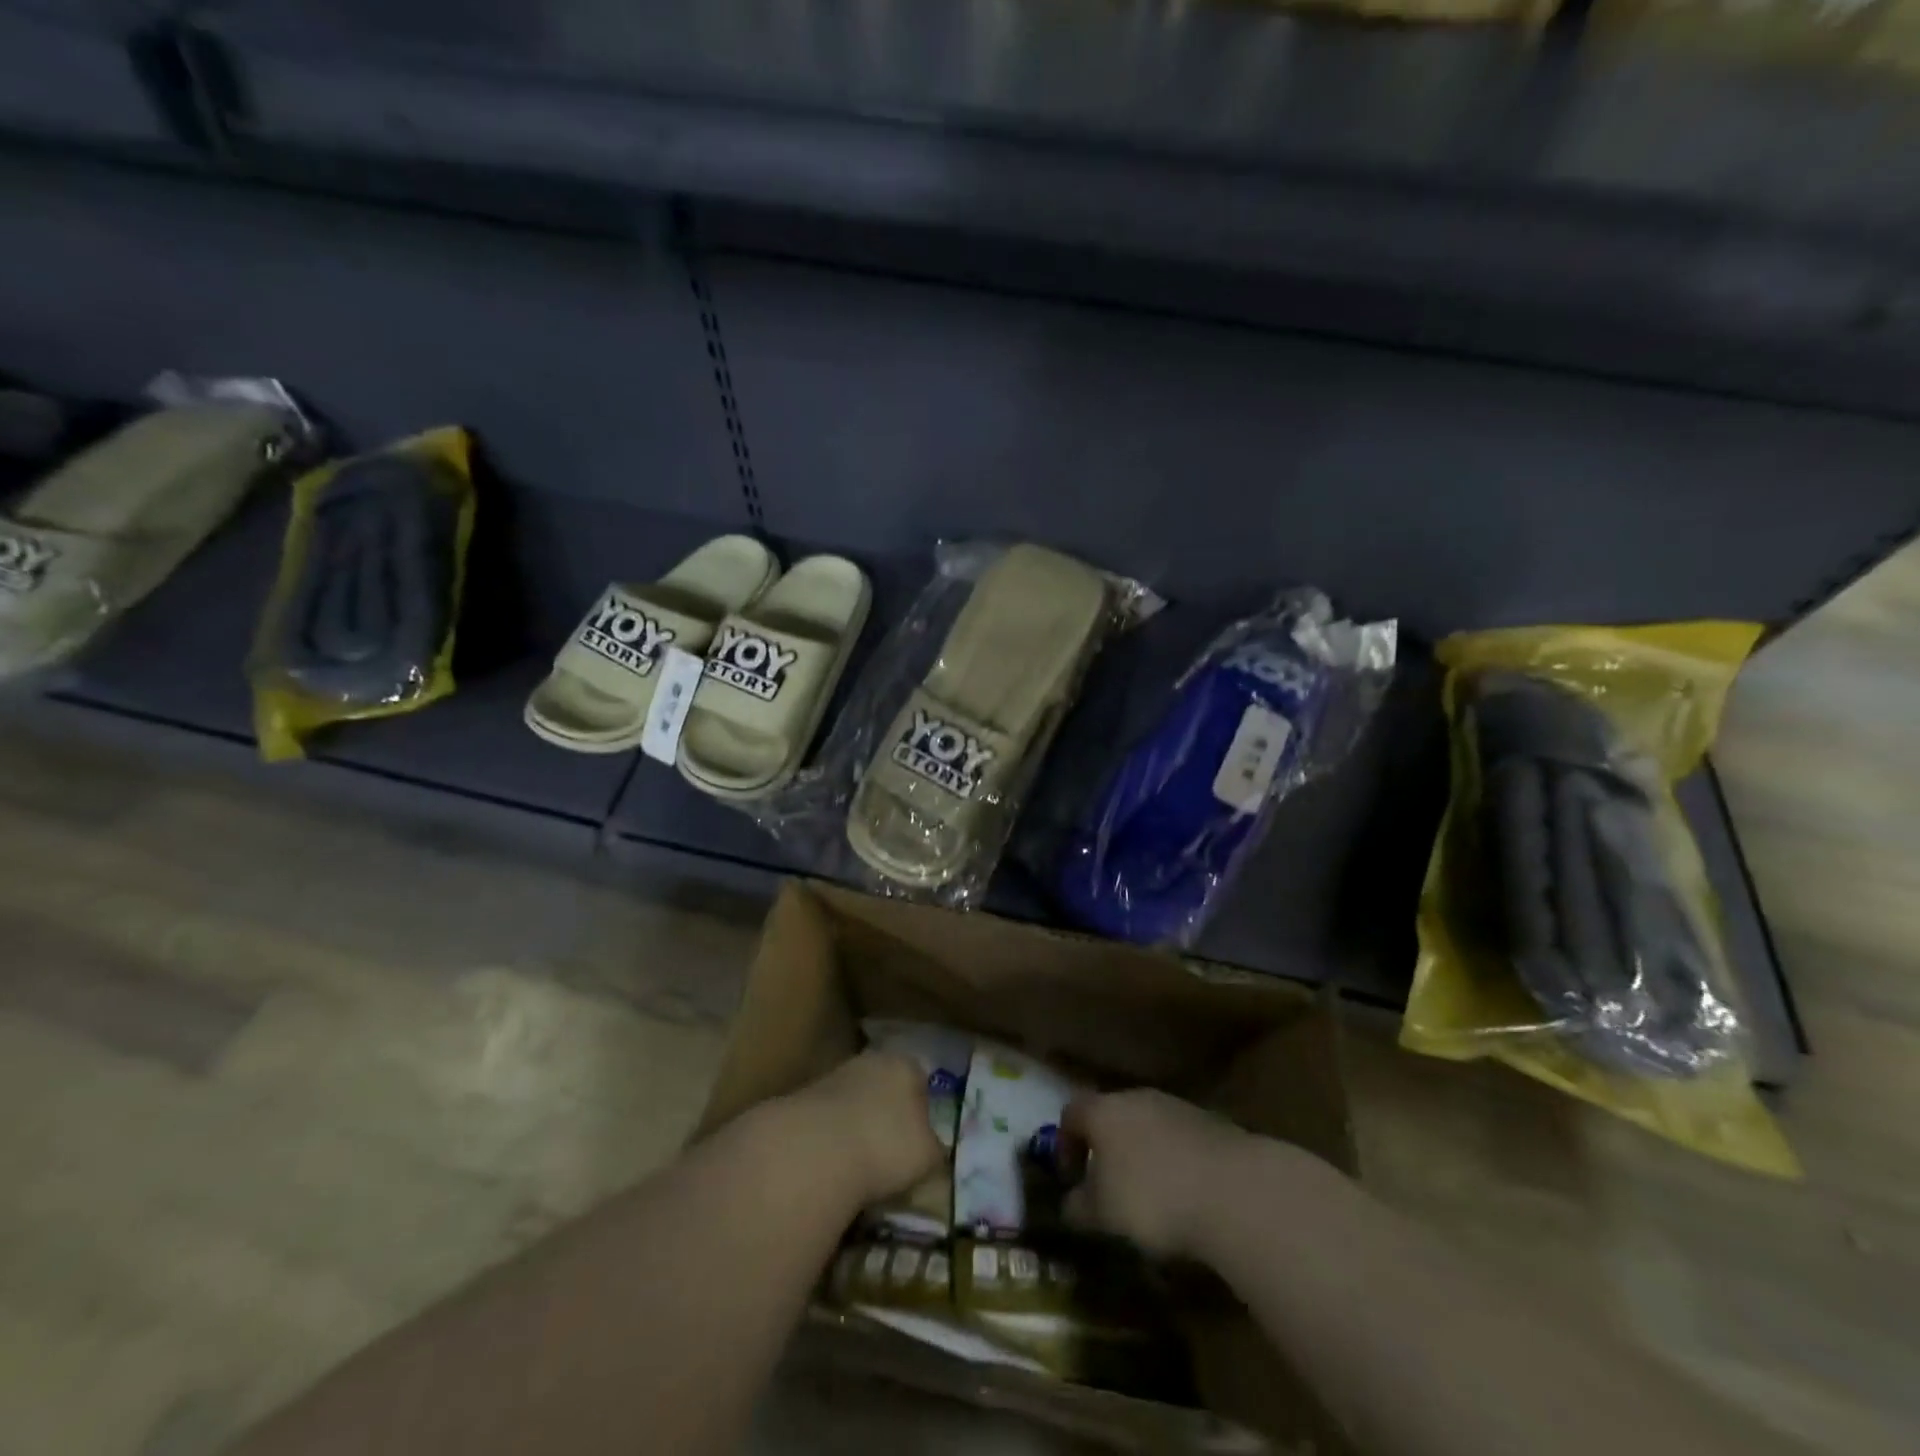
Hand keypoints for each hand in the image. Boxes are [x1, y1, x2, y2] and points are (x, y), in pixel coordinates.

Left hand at [782, 1051, 943, 1207]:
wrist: (816, 1150)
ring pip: (855, 1101)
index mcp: (906, 1065)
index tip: (920, 1139)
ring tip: (861, 1164)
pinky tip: (834, 1164)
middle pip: (885, 1087)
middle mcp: (871, 1060)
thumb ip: (934, 1149)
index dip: (922, 1109)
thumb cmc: (887, 1147)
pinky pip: (829, 1119)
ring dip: (858, 1126)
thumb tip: (932, 1151)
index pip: (921, 1080)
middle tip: (891, 1152)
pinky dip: (832, 1137)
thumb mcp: (929, 1157)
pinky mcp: (804, 1098)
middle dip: (888, 1114)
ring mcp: (834, 1076)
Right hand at [1062, 1089, 1250, 1257]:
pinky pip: (1180, 1140)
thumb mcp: (1103, 1215)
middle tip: (1108, 1187)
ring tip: (1150, 1197)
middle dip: (1107, 1149)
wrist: (1234, 1191)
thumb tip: (1069, 1205)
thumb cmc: (1152, 1198)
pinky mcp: (1212, 1124)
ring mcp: (1177, 1107)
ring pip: (1148, 1126)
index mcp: (1104, 1111)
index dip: (1065, 1144)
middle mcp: (1137, 1098)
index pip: (1072, 1113)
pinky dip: (1175, 1162)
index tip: (1070, 1179)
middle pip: (1112, 1115)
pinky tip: (1186, 1195)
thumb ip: (1078, 1207)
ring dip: (1143, 1155)